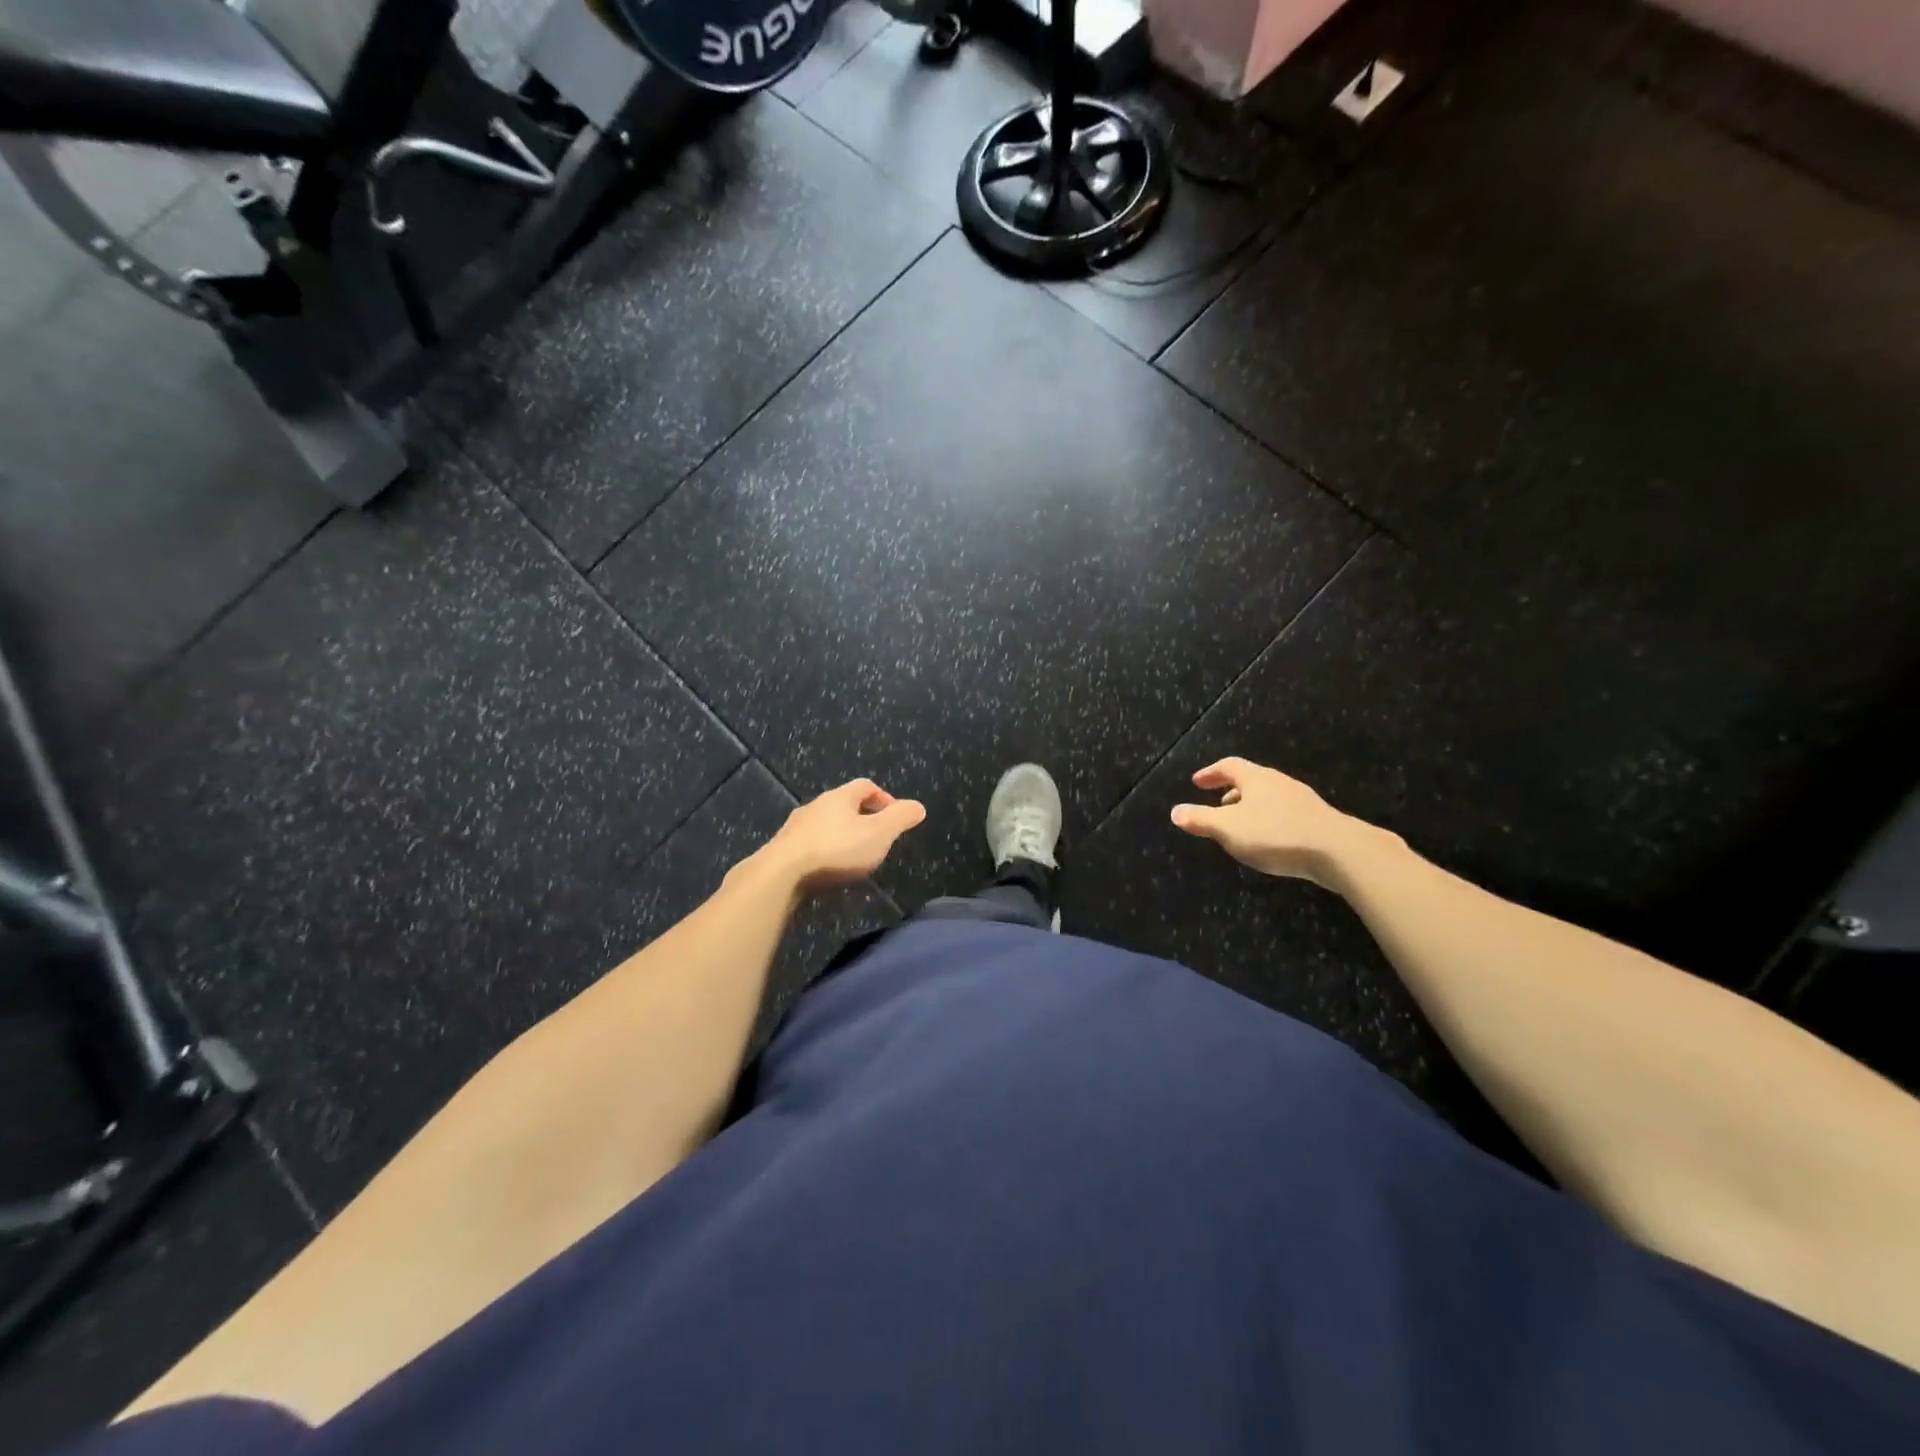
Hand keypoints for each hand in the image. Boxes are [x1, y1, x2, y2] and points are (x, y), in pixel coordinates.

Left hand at [757, 779, 926, 892]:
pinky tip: (827, 870)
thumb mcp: (879, 834)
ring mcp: (796, 827)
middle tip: (876, 838)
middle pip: (843, 804)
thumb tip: (919, 806)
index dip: (884, 797)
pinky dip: (823, 852)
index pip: (866, 786)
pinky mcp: (782, 849)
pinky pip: (809, 844)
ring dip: (840, 836)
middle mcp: (816, 805)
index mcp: (840, 797)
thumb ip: (901, 819)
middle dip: (862, 818)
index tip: (894, 817)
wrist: (782, 874)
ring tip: (853, 857)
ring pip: (824, 824)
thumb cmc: (837, 850)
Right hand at [1170, 758, 1371, 886]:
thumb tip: (1174, 811)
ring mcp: (1302, 801)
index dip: (1211, 773)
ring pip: (1269, 797)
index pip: (1229, 766)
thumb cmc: (1276, 834)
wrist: (1339, 852)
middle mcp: (1279, 783)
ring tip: (1240, 825)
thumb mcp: (1228, 829)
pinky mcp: (1317, 820)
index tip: (1197, 782)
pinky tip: (1269, 841)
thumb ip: (1200, 820)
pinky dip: (1268, 820)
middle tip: (1216, 804)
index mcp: (1256, 778)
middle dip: (1231, 791)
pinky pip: (1284, 813)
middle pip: (1251, 780)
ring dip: (1250, 807)